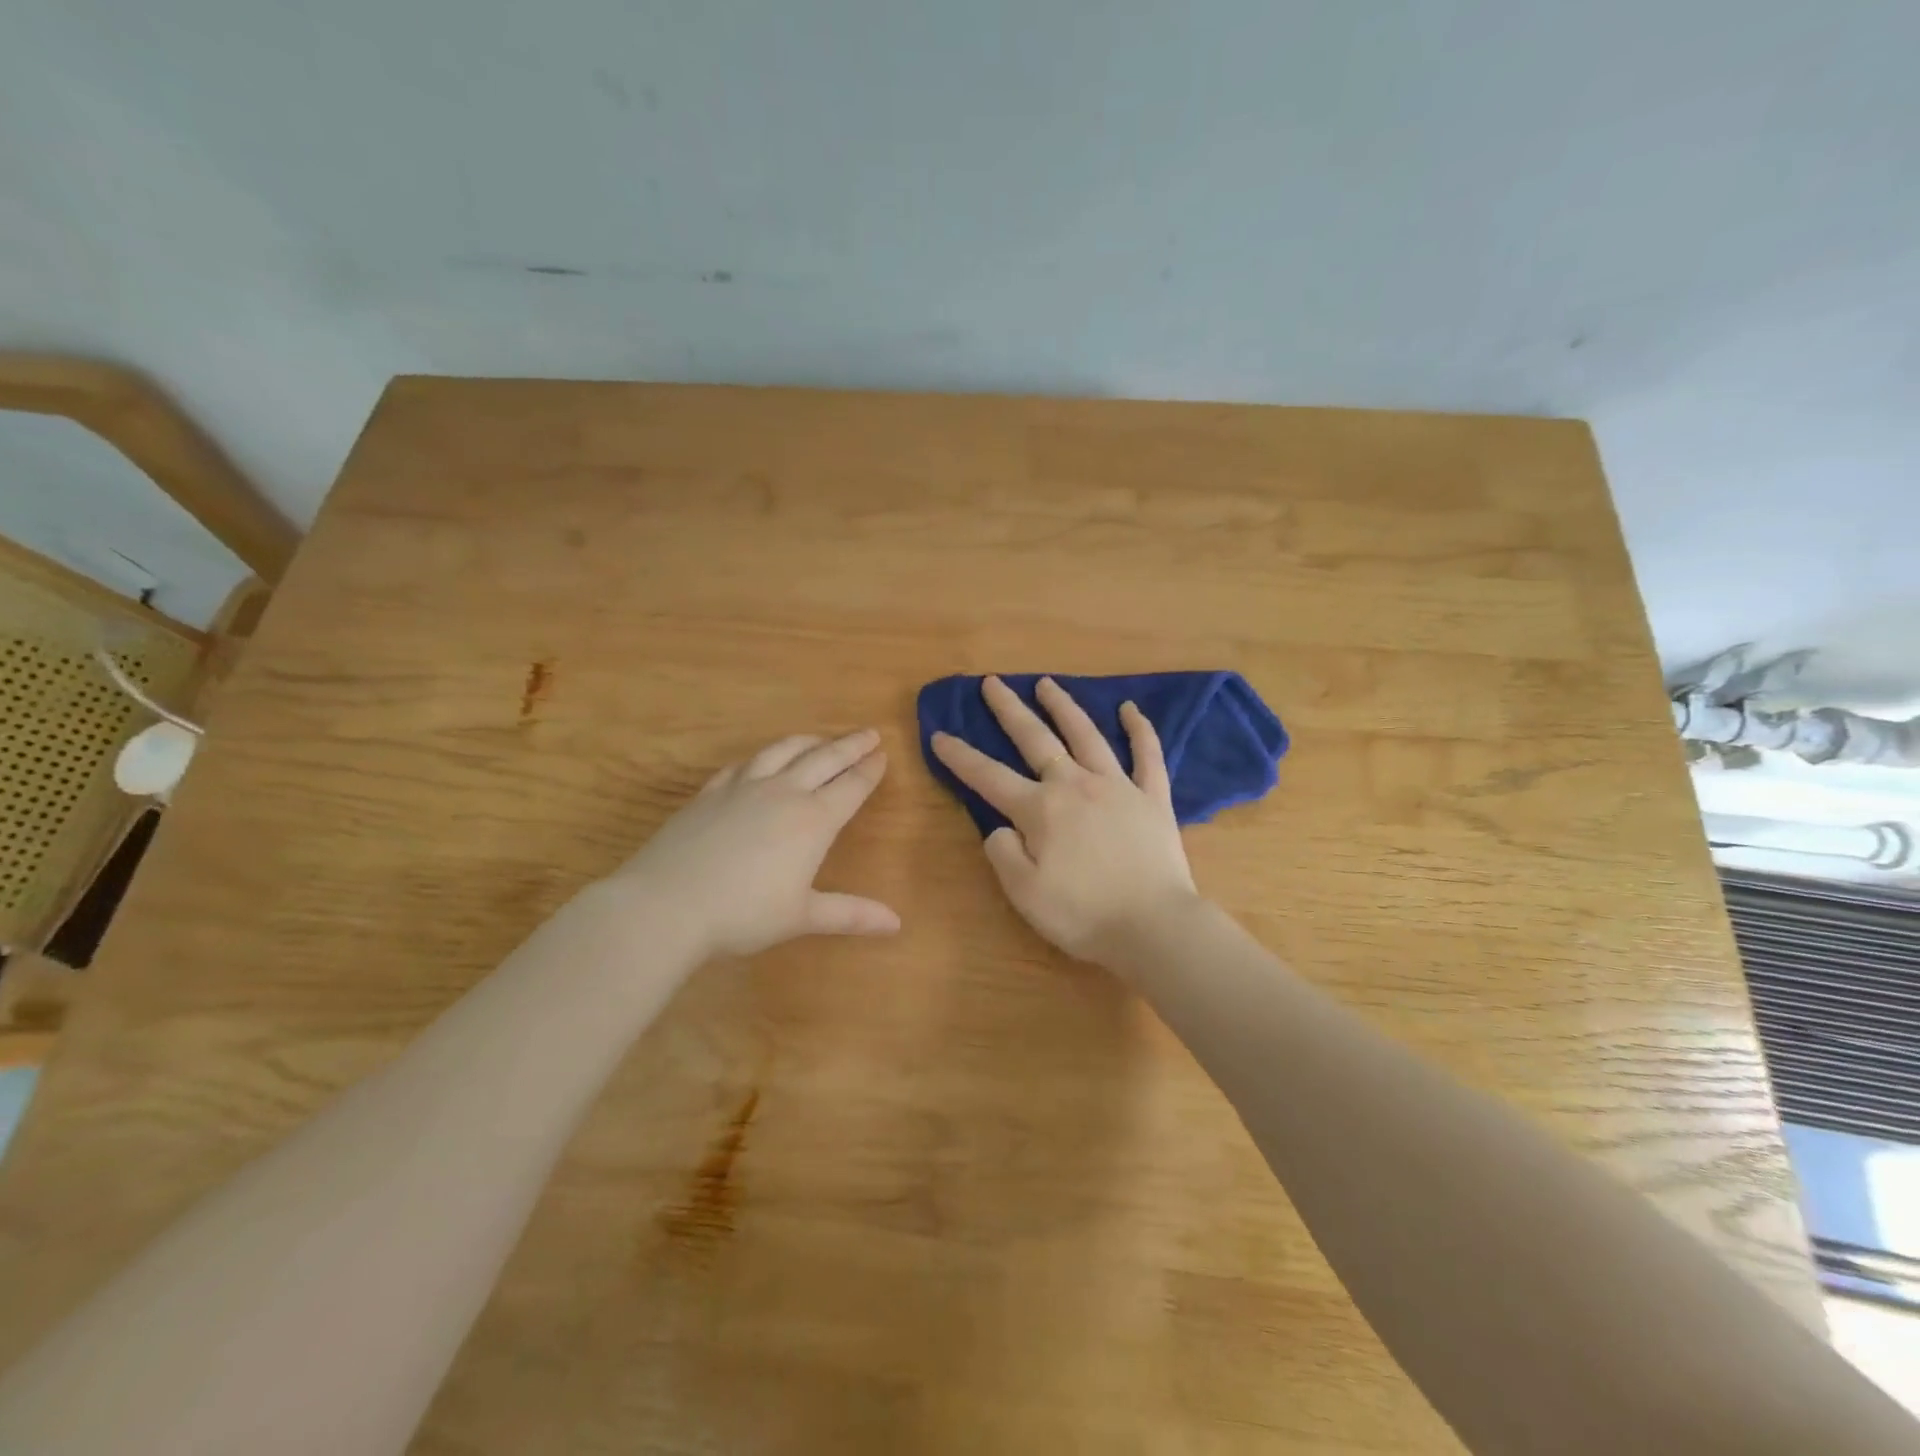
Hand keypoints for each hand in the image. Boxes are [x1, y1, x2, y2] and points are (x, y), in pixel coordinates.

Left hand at [609, 729, 900, 957]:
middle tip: (869, 733)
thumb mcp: (802, 917)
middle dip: (850, 745)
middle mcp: (783, 793)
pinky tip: (761, 760)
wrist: (667, 904)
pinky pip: (743, 765)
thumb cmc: (743, 914)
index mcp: (813, 820)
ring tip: (820, 738)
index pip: (851, 787)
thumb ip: (850, 914)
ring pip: (783, 751)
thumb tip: (897, 924)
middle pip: (824, 760)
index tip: (883, 754)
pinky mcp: (710, 793)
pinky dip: (762, 757)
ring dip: (808, 741)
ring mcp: (743, 788)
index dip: (870, 770)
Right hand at [931, 676, 1198, 963]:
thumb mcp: (1024, 894)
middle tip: (993, 683)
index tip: (939, 736)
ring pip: (1086, 735)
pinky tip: (1130, 710)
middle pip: (1036, 739)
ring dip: (1063, 707)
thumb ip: (1003, 854)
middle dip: (1009, 710)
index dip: (960, 757)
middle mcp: (1075, 785)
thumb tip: (1000, 828)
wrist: (1155, 927)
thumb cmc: (1083, 915)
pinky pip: (1147, 755)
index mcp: (1040, 810)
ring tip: (1047, 684)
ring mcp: (1118, 787)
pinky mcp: (1153, 798)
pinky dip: (1140, 730)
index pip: (989, 777)